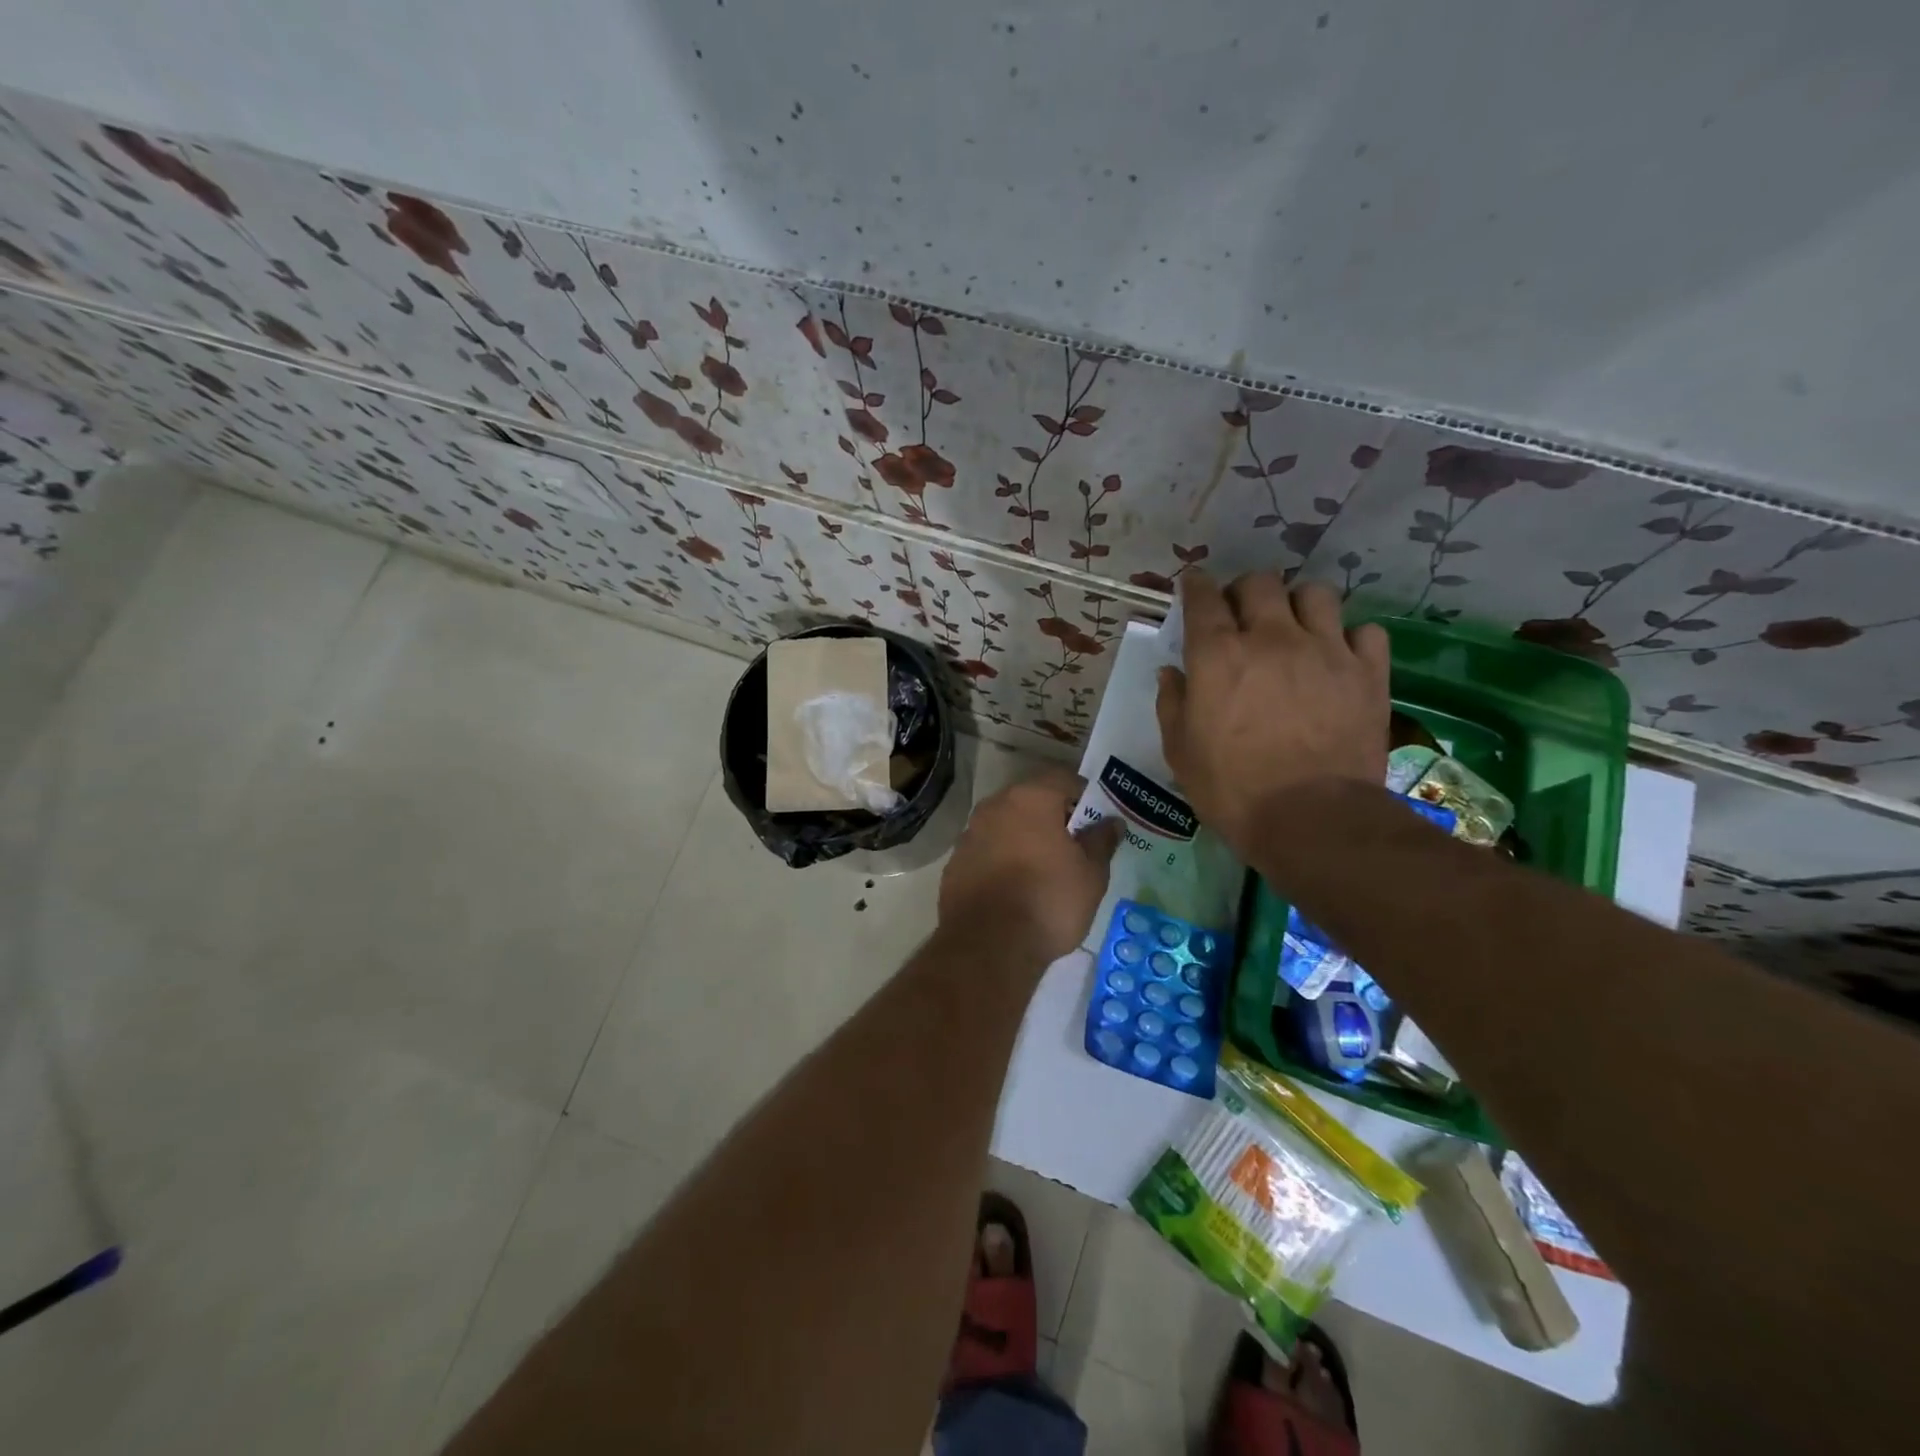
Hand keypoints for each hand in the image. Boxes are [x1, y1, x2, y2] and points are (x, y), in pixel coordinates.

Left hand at [939, 768, 1121, 964]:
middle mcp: (994, 807)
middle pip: (1030, 800)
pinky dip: (1002, 860)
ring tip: (1045, 869)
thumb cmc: (1048, 901)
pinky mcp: (954, 865)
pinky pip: (986, 852)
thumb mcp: (1091, 874)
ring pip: (1005, 826)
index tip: (1097, 819)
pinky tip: (1015, 888)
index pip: (1062, 778)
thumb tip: (1112, 822)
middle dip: (1053, 816)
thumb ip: (1101, 841)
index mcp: (1030, 798)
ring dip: (1024, 838)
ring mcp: (969, 835)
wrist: (988, 946)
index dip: (1084, 795)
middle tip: (1074, 844)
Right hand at [1156, 572, 1389, 858]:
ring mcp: (1325, 650)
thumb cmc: (1232, 789)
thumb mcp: (1181, 752)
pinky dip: (1349, 637)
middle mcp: (1272, 638)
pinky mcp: (1367, 672)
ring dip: (1298, 604)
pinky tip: (1339, 657)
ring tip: (1295, 627)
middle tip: (1242, 614)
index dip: (1196, 585)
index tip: (1194, 585)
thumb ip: (1172, 703)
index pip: (1203, 598)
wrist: (1311, 820)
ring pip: (1316, 594)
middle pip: (1260, 583)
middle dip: (1245, 590)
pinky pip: (1364, 631)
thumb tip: (1171, 672)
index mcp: (1218, 655)